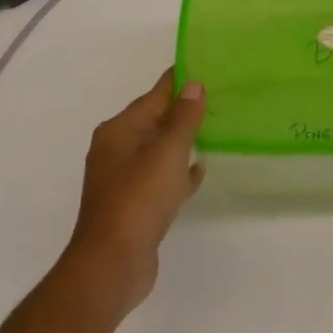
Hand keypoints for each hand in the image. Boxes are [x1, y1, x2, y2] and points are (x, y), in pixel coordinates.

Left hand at [65, 70, 205, 314]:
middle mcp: (117, 150)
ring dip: (182, 140)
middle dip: (183, 110)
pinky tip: (200, 170)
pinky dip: (178, 171)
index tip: (206, 67)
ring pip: (159, 149)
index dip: (179, 81)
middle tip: (219, 98)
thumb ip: (183, 118)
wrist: (112, 265)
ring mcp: (124, 179)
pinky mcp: (134, 205)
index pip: (154, 95)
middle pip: (155, 120)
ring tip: (215, 129)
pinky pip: (161, 177)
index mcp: (119, 131)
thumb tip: (193, 85)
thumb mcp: (167, 152)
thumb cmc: (138, 199)